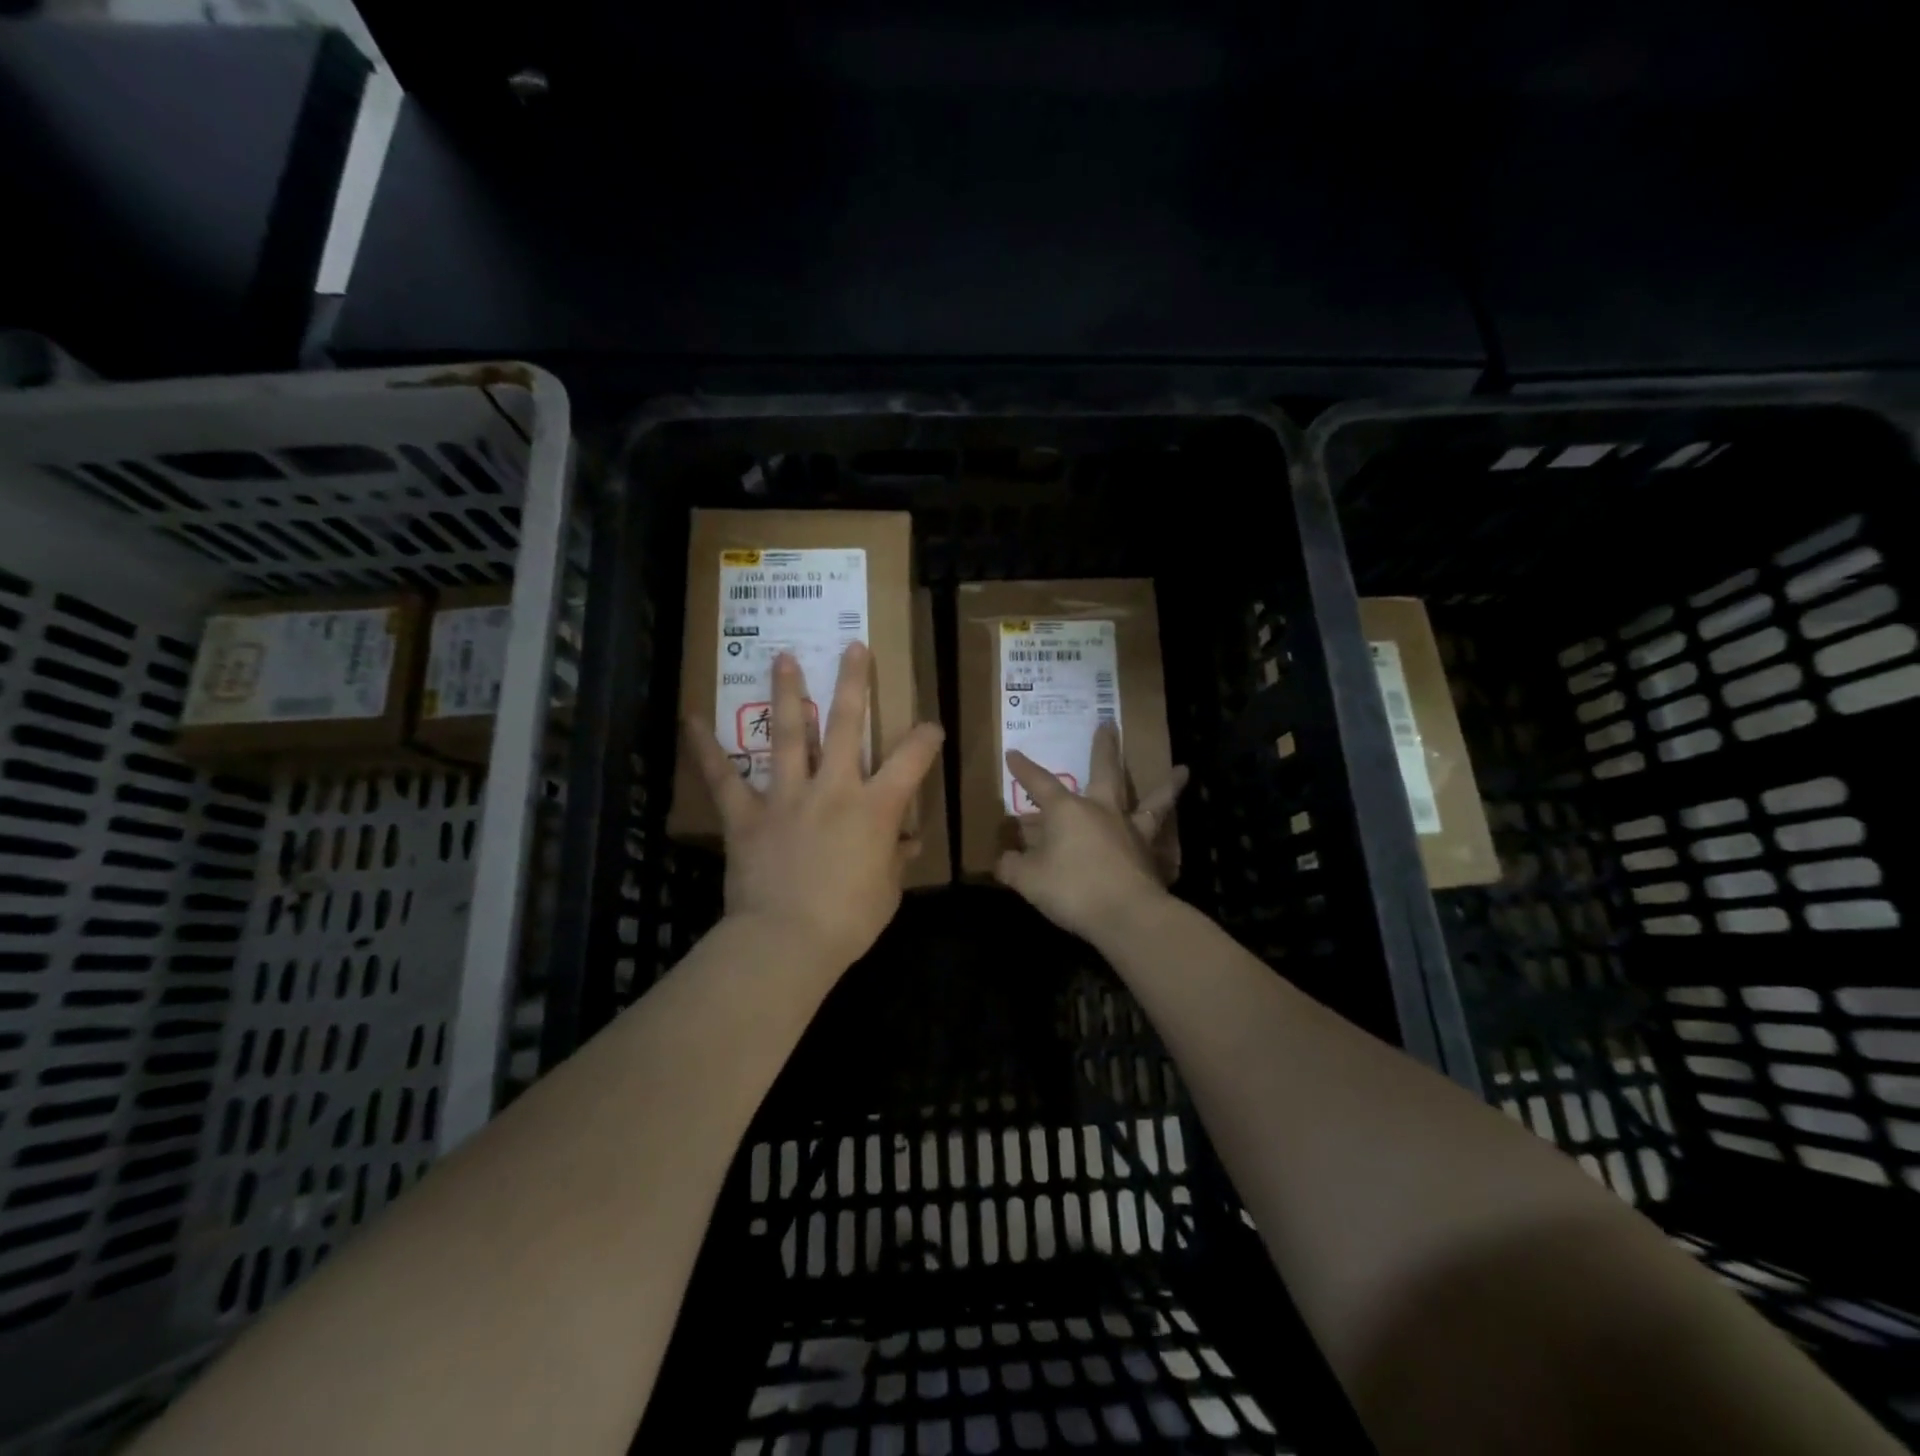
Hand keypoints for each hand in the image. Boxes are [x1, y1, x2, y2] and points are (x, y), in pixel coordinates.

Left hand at [685, 643, 943, 970]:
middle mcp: (834, 788)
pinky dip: (706, 749)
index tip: (931, 728)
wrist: (786, 941)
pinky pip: (723, 778)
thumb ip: (896, 859)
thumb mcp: (887, 892)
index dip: (926, 738)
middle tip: (854, 648)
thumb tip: (907, 841)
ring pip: (790, 734)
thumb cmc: (848, 920)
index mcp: (876, 807)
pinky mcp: (747, 815)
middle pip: (847, 724)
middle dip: (854, 682)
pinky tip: (690, 720)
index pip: (912, 759)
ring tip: (783, 657)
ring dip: (787, 692)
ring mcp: (787, 796)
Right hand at [996, 722, 1188, 941]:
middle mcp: (1102, 810)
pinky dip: (1167, 835)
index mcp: (1067, 811)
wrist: (1126, 914)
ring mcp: (1131, 830)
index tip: (1013, 754)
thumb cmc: (1072, 890)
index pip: (1039, 783)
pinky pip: (1161, 838)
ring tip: (1183, 770)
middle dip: (1104, 747)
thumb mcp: (1028, 880)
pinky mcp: (1150, 854)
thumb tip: (1003, 860)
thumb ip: (1013, 867)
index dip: (1024, 769)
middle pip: (1104, 771)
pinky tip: (1170, 838)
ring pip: (1152, 800)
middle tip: (1109, 723)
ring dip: (1166, 785)